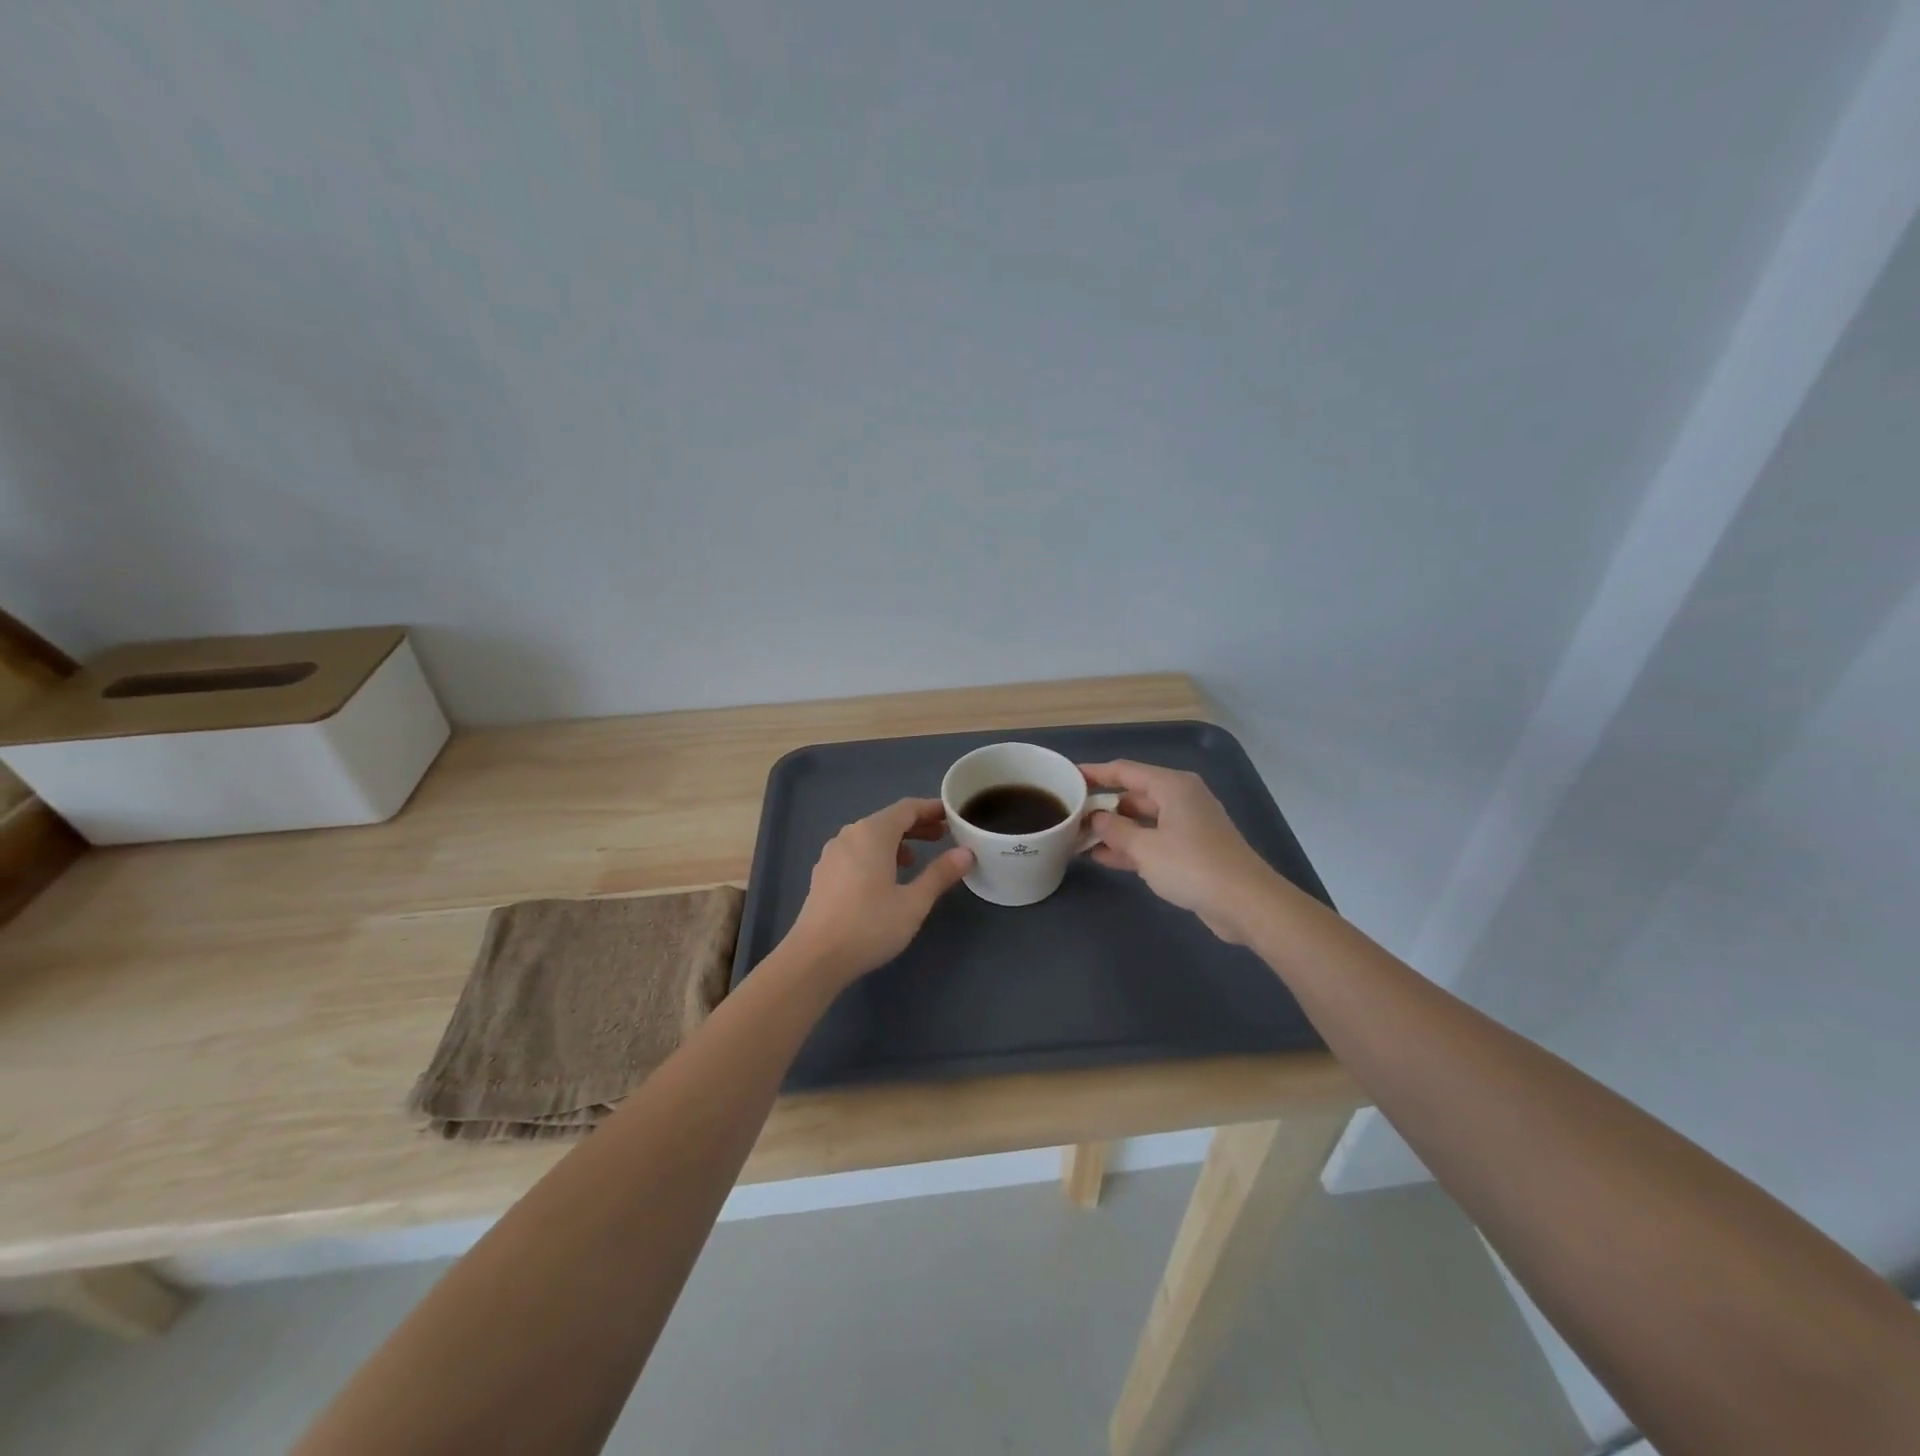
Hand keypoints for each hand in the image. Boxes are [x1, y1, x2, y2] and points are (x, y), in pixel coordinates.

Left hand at [783, 798, 974, 981]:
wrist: (815, 958)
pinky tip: (886, 878)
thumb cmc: (869, 926)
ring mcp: (833, 853)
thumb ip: (940, 874)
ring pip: (870, 837)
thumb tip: (966, 853)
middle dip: (916, 826)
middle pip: (888, 820)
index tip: (953, 816)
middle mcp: (850, 835)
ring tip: (916, 860)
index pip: (907, 808)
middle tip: (943, 837)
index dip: (932, 809)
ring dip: (897, 842)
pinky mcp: (824, 872)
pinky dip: (877, 854)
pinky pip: (856, 851)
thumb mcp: (914, 902)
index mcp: (872, 833)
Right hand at [1079, 760, 1277, 943]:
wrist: (1245, 903)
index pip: (1124, 770)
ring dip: (1114, 830)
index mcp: (1172, 786)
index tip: (1067, 777)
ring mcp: (1187, 825)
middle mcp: (1181, 799)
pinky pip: (1152, 840)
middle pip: (1133, 795)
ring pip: (1142, 820)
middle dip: (1102, 806)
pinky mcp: (1191, 850)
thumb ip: (1115, 830)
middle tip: (1070, 816)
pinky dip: (1130, 846)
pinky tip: (1102, 857)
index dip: (1094, 773)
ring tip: (1078, 838)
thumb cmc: (1192, 866)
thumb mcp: (1145, 848)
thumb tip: (1096, 818)